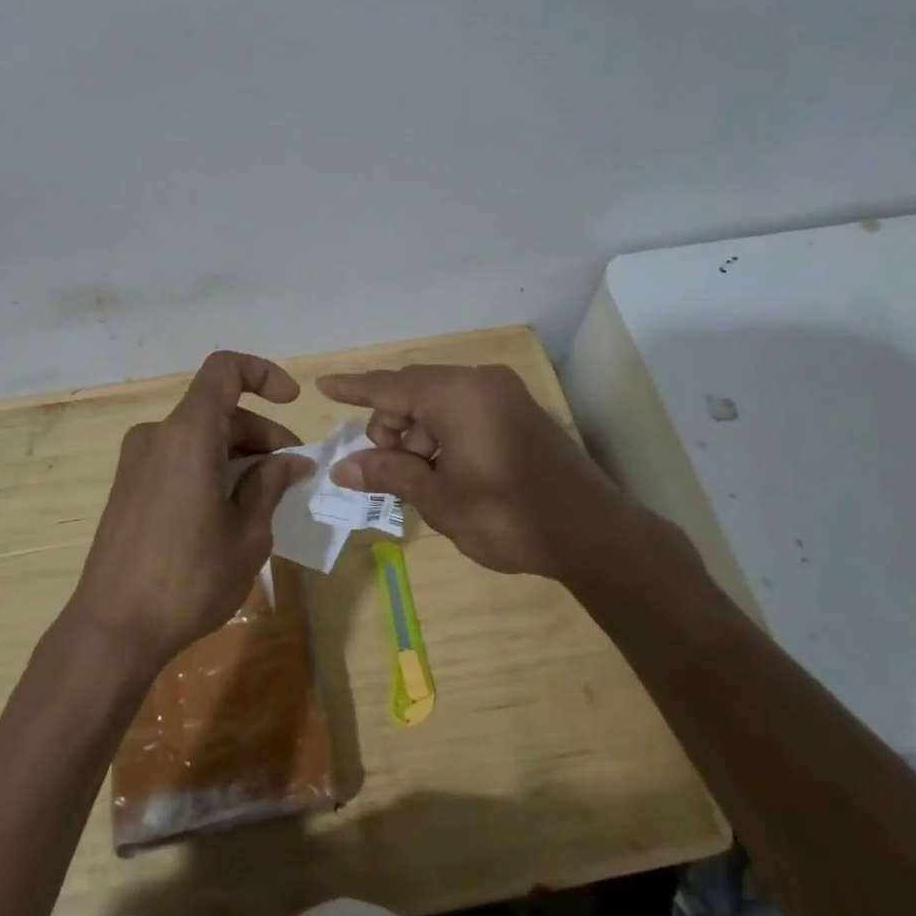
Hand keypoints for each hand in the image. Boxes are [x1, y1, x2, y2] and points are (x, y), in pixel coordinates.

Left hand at [70, 351, 316, 671]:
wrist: (112, 629)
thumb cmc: (189, 579)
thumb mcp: (247, 535)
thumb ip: (271, 486)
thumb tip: (293, 462)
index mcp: (188, 435)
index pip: (225, 370)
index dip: (263, 374)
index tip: (292, 403)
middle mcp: (157, 436)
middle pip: (218, 411)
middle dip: (262, 434)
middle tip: (292, 475)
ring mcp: (137, 461)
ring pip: (200, 436)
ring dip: (238, 455)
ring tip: (266, 498)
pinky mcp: (128, 486)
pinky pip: (178, 458)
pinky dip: (210, 468)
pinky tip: (229, 510)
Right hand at [318, 363, 638, 582]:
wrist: (593, 534)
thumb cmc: (508, 516)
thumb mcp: (439, 499)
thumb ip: (389, 473)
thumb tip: (342, 467)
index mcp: (458, 395)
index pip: (390, 385)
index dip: (354, 388)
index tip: (323, 386)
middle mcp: (480, 381)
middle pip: (414, 390)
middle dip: (390, 424)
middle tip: (385, 469)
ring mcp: (504, 393)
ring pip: (438, 400)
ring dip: (417, 432)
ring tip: (420, 478)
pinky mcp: (518, 411)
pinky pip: (463, 408)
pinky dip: (442, 431)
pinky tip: (444, 469)